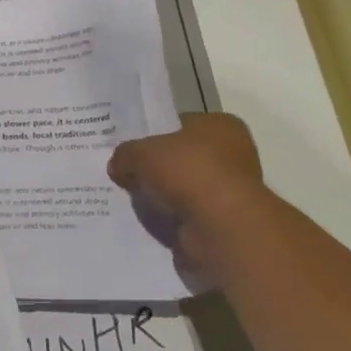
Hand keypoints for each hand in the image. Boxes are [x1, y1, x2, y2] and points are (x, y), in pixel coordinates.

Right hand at [107, 112, 267, 285]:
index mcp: (220, 125)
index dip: (154, 134)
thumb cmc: (187, 171)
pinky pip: (188, 214)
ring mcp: (230, 190)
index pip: (181, 124)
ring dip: (164, 195)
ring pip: (185, 187)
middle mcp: (233, 154)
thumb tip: (117, 165)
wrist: (220, 226)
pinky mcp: (224, 221)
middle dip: (157, 167)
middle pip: (183, 157)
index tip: (131, 148)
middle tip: (126, 173)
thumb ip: (126, 154)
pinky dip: (171, 217)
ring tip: (132, 199)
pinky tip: (148, 219)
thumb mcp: (141, 153)